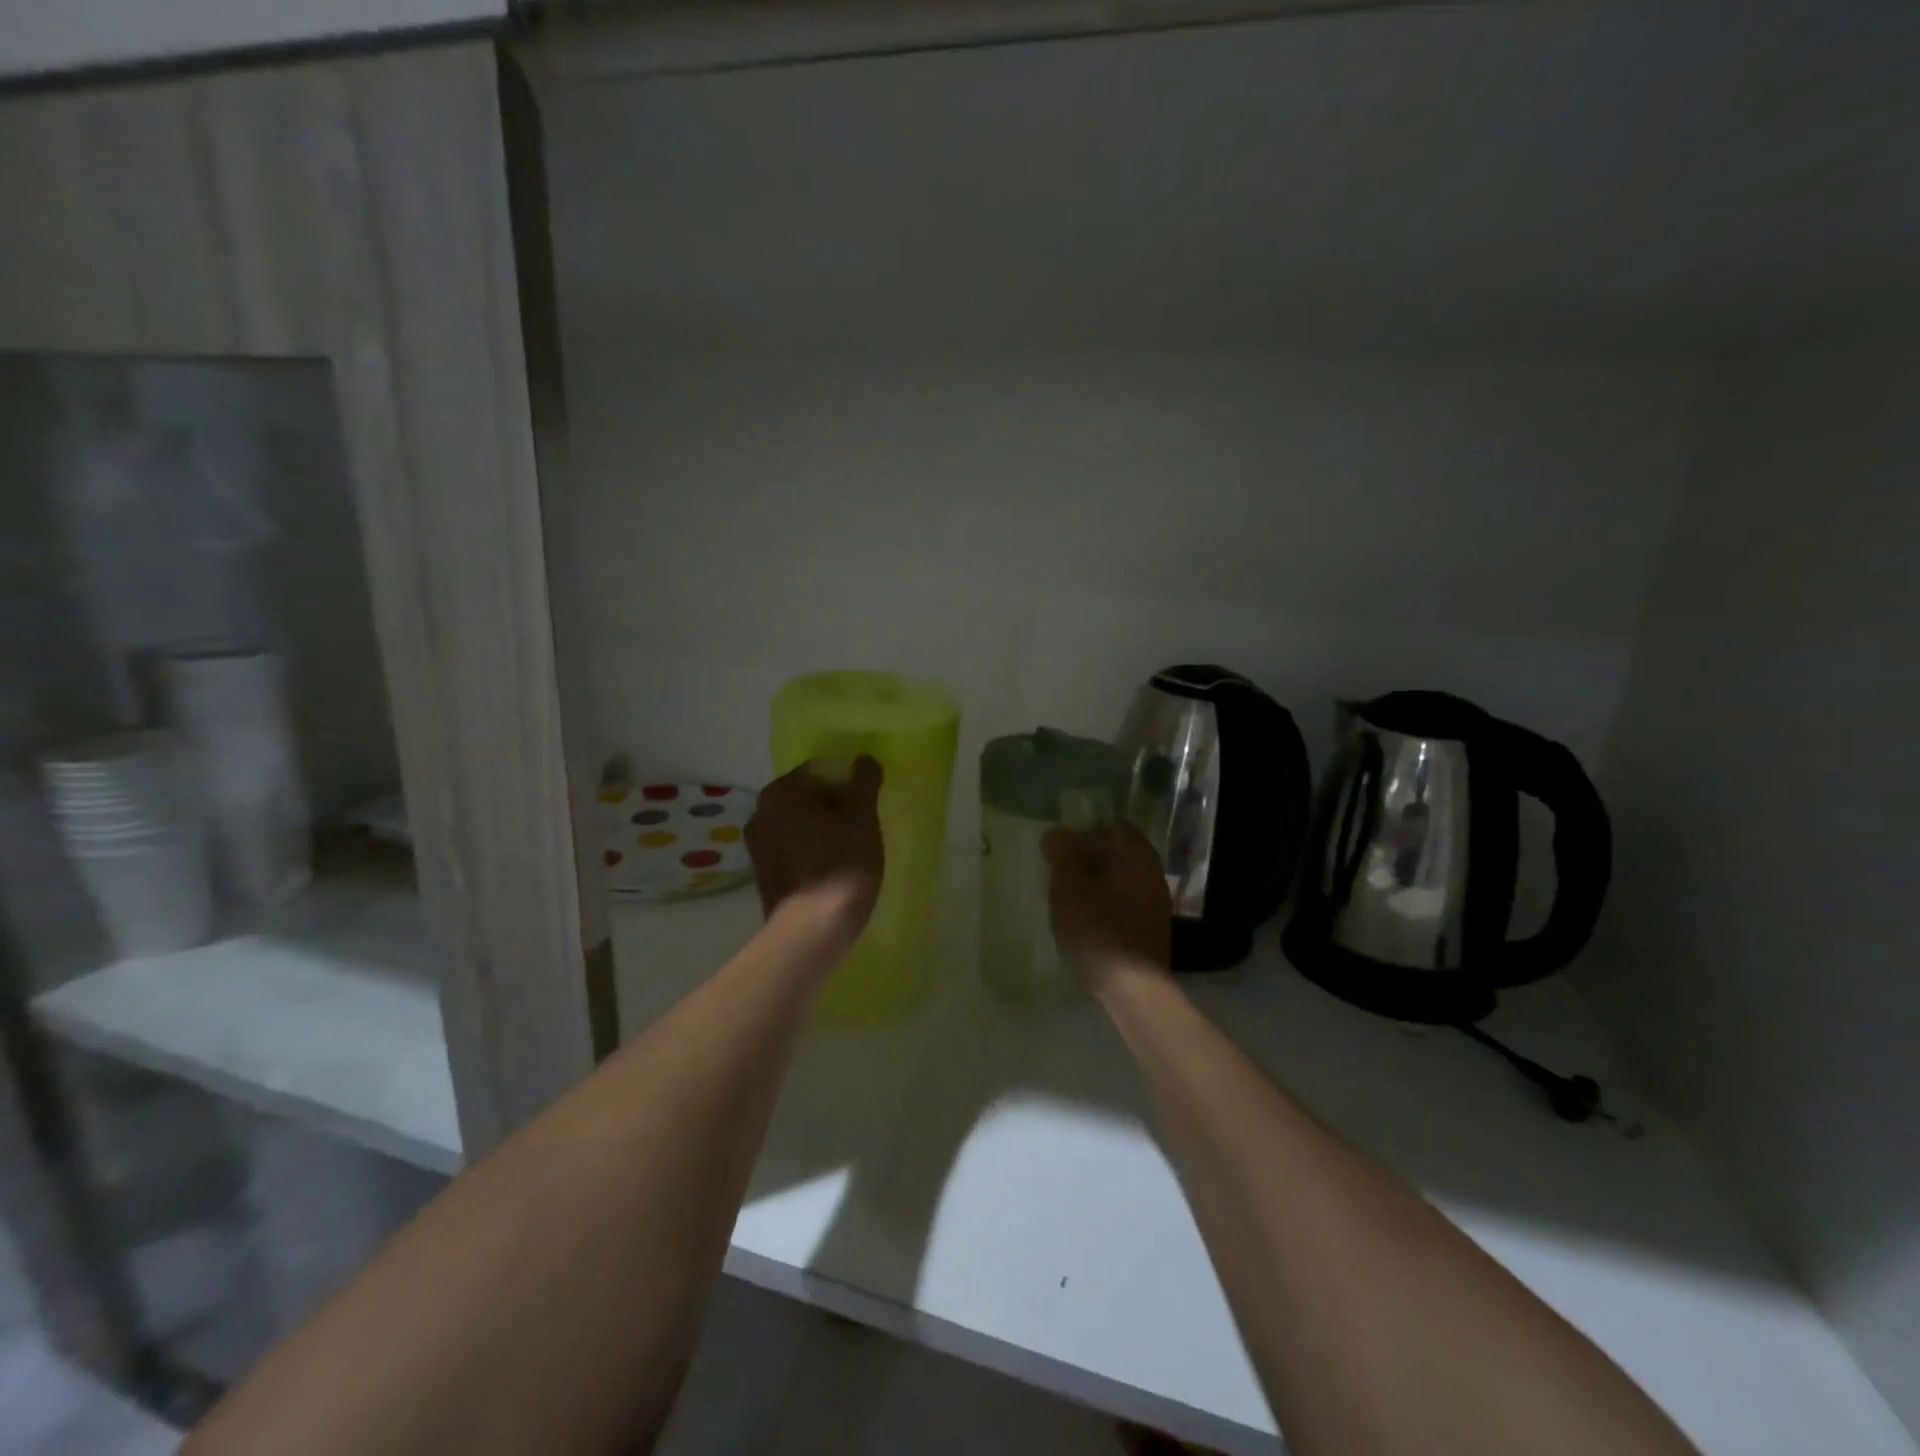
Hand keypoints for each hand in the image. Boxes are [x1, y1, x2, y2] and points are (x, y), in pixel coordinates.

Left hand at [746, 755, 884, 950]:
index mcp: (779, 794)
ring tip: (853, 846)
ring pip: (799, 825)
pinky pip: (794, 850)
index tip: (867, 800)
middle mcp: (760, 814)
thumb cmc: (840, 866)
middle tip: (864, 822)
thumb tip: (863, 759)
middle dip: (834, 804)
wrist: (812, 932)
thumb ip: (863, 783)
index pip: (818, 769)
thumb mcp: (861, 818)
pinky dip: (813, 851)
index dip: (847, 780)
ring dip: (824, 829)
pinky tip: (835, 867)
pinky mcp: (765, 876)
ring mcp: (758, 847)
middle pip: (806, 797)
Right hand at [1042, 822, 1172, 989]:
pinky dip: (1103, 902)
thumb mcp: (1069, 886)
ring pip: (1119, 879)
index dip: (1084, 831)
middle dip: (1087, 857)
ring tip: (1066, 897)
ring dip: (1093, 882)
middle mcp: (1152, 874)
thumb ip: (1062, 853)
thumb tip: (1057, 834)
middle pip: (1117, 852)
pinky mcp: (1149, 928)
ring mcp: (1154, 903)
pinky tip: (1084, 919)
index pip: (1112, 826)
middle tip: (1058, 872)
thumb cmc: (1099, 930)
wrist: (1133, 989)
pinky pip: (1123, 902)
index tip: (1060, 848)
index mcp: (1138, 856)